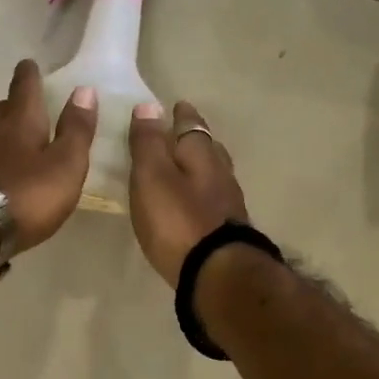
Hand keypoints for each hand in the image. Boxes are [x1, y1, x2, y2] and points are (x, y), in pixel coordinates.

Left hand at [0, 60, 96, 253]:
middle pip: (2, 108)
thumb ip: (77, 129)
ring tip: (15, 139)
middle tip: (25, 105)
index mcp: (20, 120)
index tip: (30, 64)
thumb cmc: (28, 194)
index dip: (29, 74)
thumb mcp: (66, 163)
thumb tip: (84, 90)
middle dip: (13, 104)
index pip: (24, 86)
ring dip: (1, 132)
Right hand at [128, 100, 249, 285]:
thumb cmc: (178, 221)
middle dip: (195, 138)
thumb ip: (149, 143)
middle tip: (182, 132)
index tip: (177, 104)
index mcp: (200, 155)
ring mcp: (228, 203)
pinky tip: (197, 203)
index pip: (191, 125)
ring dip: (203, 166)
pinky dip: (205, 194)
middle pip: (208, 148)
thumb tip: (149, 105)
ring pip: (215, 174)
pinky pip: (215, 200)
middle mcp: (220, 174)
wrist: (217, 273)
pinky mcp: (229, 230)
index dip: (182, 115)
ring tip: (188, 166)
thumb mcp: (152, 177)